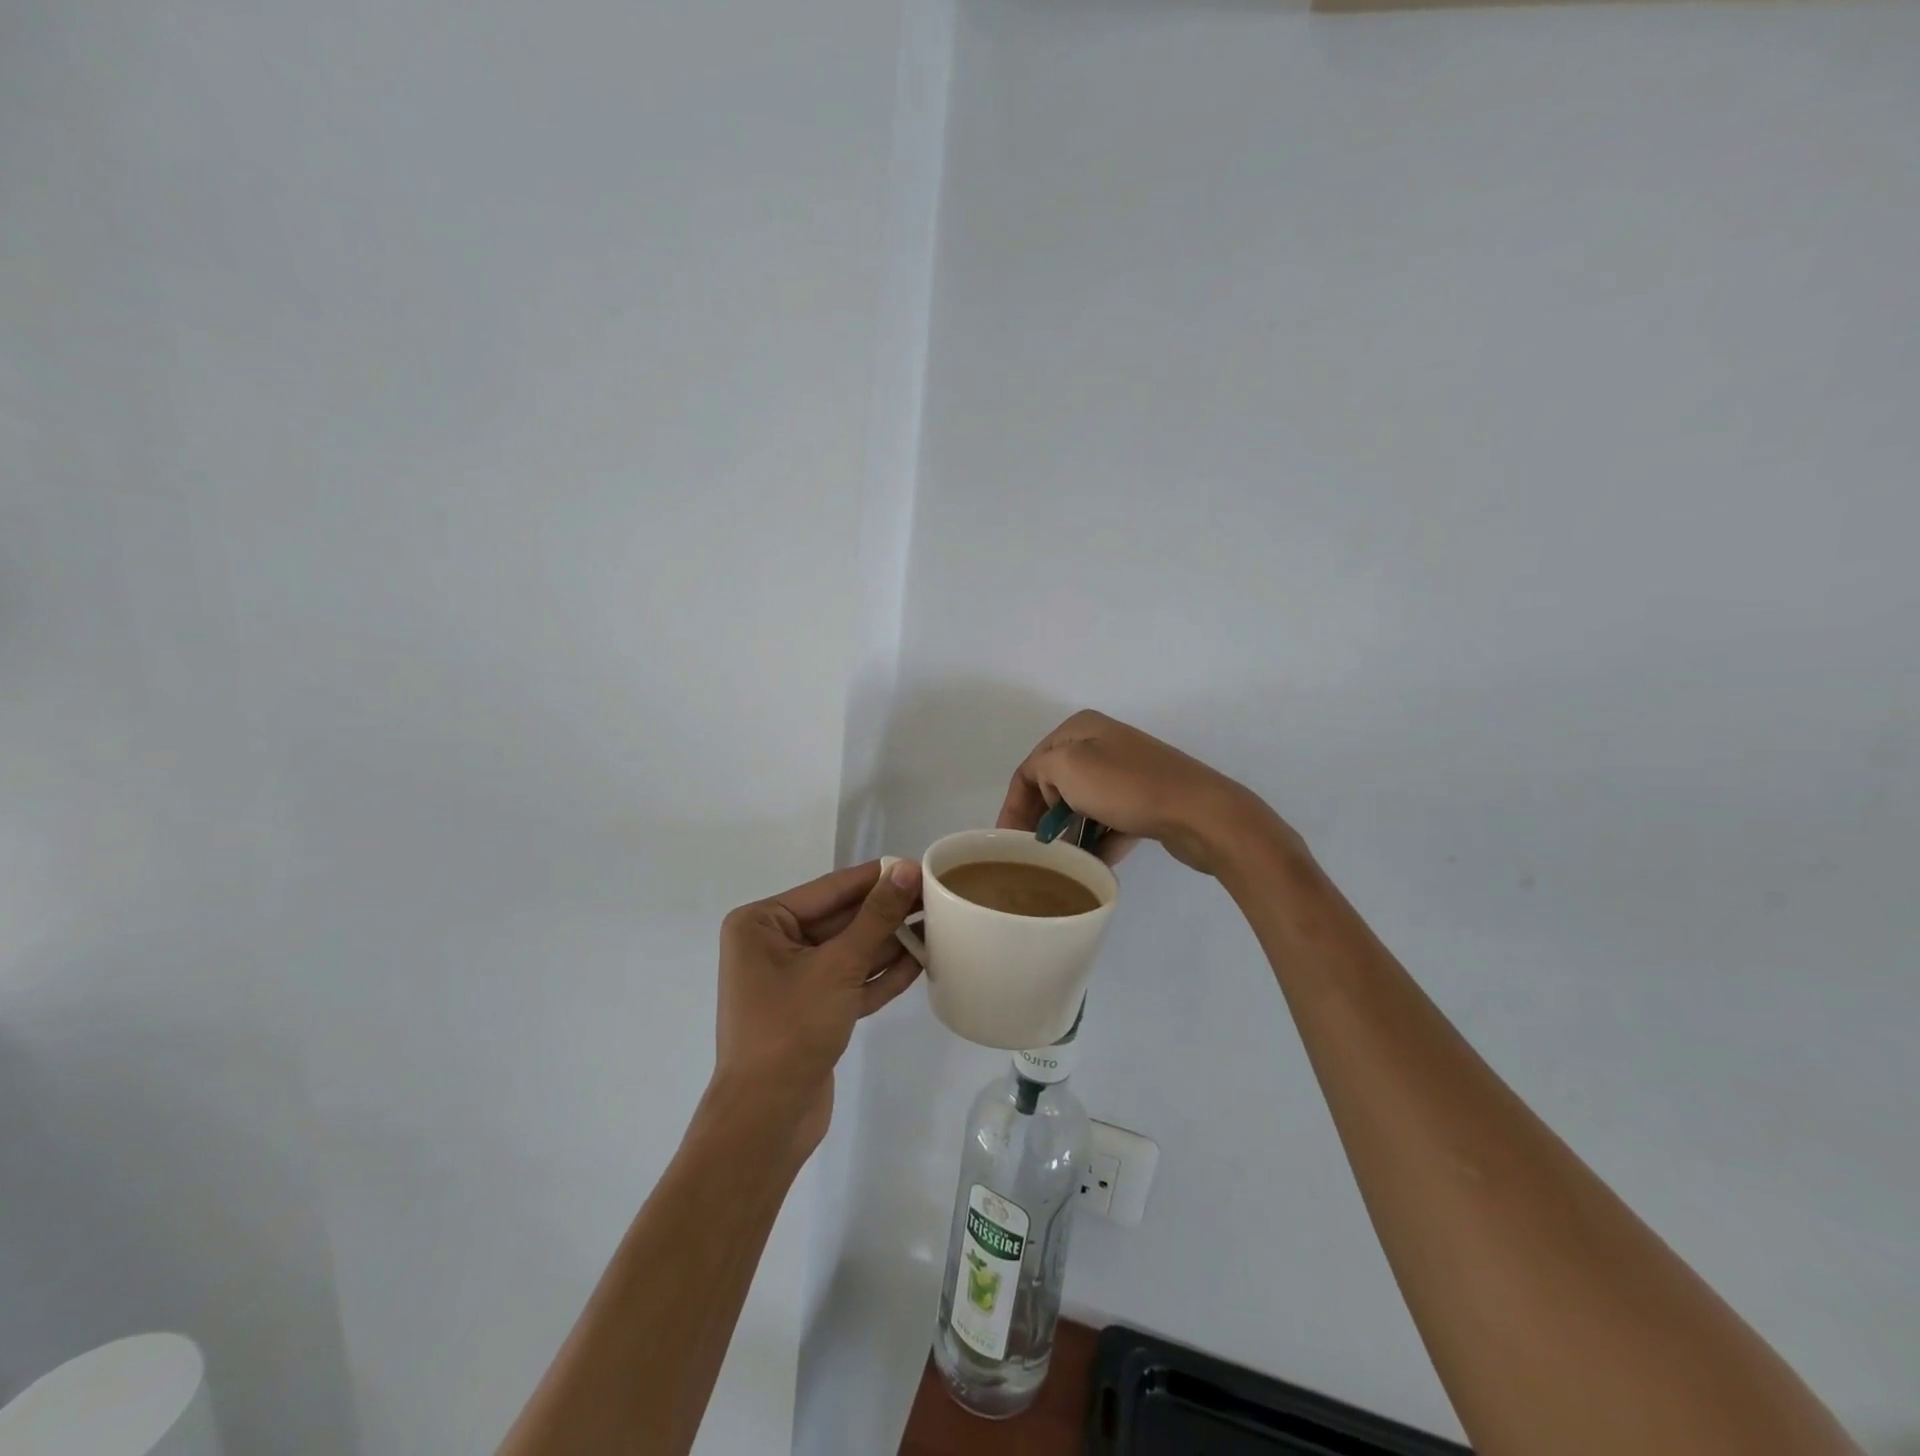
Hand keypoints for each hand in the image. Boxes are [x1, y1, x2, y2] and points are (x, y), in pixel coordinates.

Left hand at [713, 858, 923, 1154]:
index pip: (831, 889)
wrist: (766, 1120)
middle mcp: (773, 945)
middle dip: (887, 913)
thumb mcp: (838, 965)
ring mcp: (793, 980)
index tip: (920, 865)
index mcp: (762, 924)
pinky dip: (880, 975)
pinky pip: (850, 981)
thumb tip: (907, 869)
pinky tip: (920, 962)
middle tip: (937, 898)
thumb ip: (876, 916)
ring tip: (938, 926)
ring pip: (849, 951)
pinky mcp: (812, 1010)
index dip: (877, 878)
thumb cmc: (791, 1029)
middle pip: (841, 919)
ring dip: (889, 944)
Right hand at [997, 710, 1295, 876]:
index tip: (1008, 842)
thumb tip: (1051, 794)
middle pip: (1055, 786)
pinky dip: (1099, 841)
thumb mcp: (1067, 766)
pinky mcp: (1146, 800)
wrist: (1200, 813)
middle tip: (1033, 854)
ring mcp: (1127, 772)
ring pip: (1082, 806)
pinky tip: (1092, 865)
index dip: (1015, 805)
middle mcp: (1102, 744)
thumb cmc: (1127, 787)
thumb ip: (1040, 772)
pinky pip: (1110, 821)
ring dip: (1070, 834)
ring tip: (1061, 862)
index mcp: (1080, 729)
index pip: (1031, 767)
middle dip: (1042, 819)